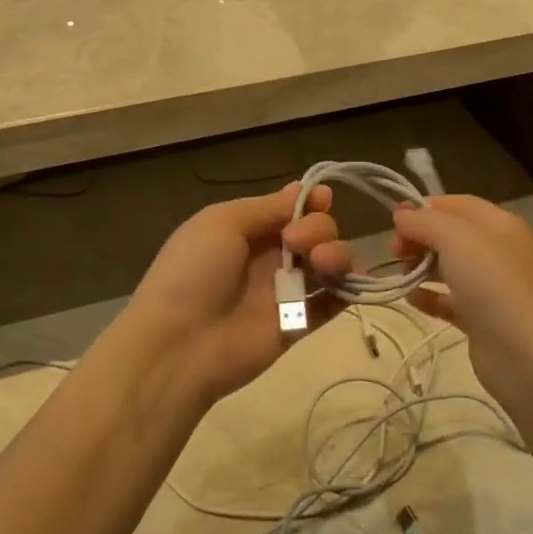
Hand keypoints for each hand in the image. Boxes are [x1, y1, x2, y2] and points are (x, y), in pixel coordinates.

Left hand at [117, 183, 344, 406]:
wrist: (180, 344)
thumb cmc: (194, 272)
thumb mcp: (221, 222)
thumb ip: (266, 207)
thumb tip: (302, 188)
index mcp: (247, 229)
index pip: (290, 209)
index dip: (311, 202)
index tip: (323, 199)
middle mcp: (270, 257)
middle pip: (315, 231)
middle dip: (318, 228)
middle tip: (296, 243)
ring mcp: (286, 291)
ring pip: (329, 264)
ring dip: (337, 254)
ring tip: (322, 263)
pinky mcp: (298, 325)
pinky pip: (331, 304)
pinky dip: (350, 291)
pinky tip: (352, 284)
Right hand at [387, 196, 532, 414]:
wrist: (528, 355)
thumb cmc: (493, 283)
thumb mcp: (455, 238)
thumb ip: (424, 221)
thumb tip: (401, 214)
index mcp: (499, 224)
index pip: (456, 204)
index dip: (424, 208)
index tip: (394, 222)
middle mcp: (498, 250)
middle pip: (449, 234)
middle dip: (419, 238)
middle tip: (395, 252)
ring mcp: (491, 287)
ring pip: (448, 267)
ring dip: (420, 267)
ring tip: (402, 276)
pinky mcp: (482, 319)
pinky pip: (449, 300)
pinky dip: (429, 297)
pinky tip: (411, 299)